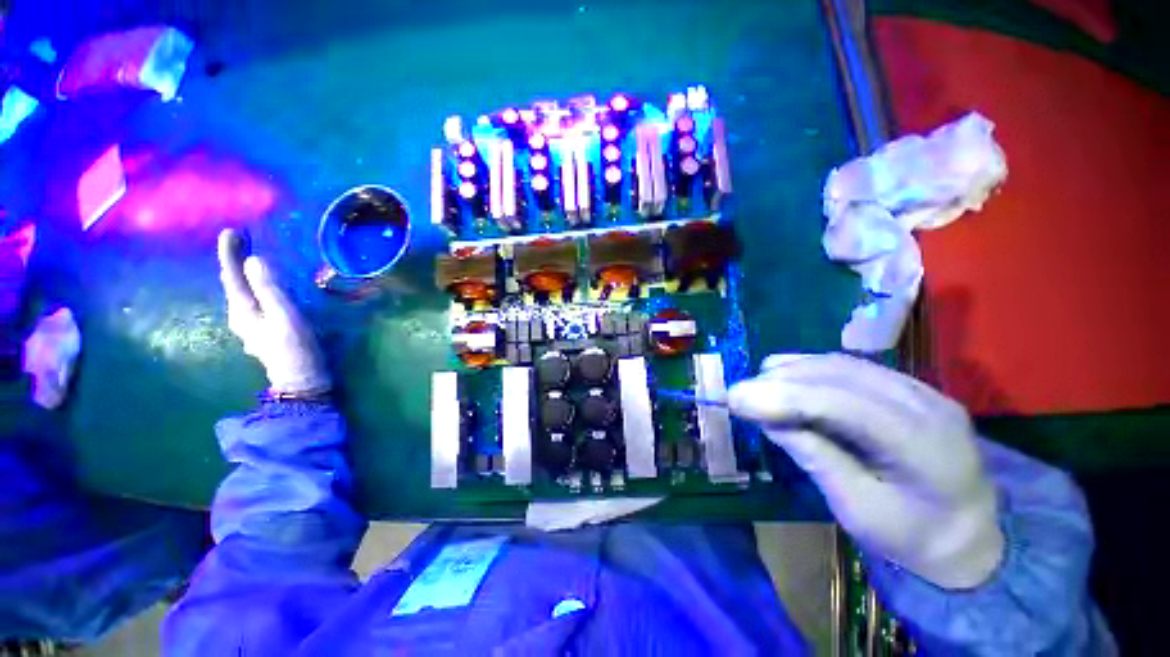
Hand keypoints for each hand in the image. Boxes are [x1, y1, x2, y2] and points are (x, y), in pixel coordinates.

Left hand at [217, 229, 329, 394]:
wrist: (301, 380)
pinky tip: (261, 288)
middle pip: (234, 284)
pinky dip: (254, 288)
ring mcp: (251, 325)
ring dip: (243, 275)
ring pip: (242, 294)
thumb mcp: (286, 317)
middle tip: (241, 240)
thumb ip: (270, 290)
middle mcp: (241, 317)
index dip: (231, 254)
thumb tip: (255, 261)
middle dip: (235, 261)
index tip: (230, 232)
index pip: (233, 277)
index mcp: (243, 311)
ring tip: (248, 259)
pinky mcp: (264, 331)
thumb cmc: (295, 348)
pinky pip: (253, 302)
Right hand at [728, 353, 1003, 588]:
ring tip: (756, 385)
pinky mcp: (908, 386)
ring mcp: (920, 389)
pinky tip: (785, 376)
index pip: (844, 405)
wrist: (969, 533)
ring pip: (841, 364)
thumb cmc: (912, 537)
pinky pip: (850, 366)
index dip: (784, 397)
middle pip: (840, 375)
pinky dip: (810, 369)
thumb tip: (767, 418)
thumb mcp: (857, 511)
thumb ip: (815, 458)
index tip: (736, 398)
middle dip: (780, 381)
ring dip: (792, 371)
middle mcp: (926, 405)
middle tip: (738, 393)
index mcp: (924, 447)